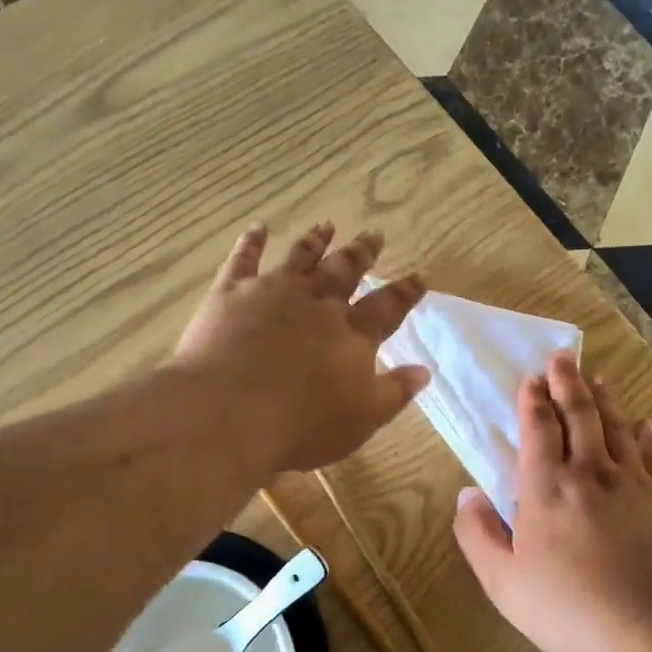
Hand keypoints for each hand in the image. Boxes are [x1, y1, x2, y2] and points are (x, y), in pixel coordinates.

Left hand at [172, 222, 430, 472]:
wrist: (228, 414)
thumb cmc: (301, 426)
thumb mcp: (362, 420)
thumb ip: (394, 393)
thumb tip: (424, 370)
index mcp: (352, 336)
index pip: (387, 308)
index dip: (405, 292)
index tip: (419, 275)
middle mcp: (317, 305)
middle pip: (345, 271)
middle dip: (362, 253)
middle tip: (374, 234)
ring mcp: (273, 293)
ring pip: (300, 257)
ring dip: (316, 241)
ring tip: (326, 225)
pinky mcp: (232, 293)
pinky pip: (244, 259)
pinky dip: (251, 241)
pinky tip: (257, 228)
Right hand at [453, 354, 651, 651]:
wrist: (650, 632)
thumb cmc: (566, 608)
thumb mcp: (502, 580)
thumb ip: (478, 534)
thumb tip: (466, 494)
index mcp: (546, 487)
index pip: (539, 428)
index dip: (534, 400)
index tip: (531, 379)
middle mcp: (590, 472)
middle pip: (580, 414)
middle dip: (568, 383)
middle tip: (562, 359)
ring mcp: (634, 484)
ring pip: (617, 427)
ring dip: (605, 400)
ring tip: (597, 379)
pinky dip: (648, 435)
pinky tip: (646, 424)